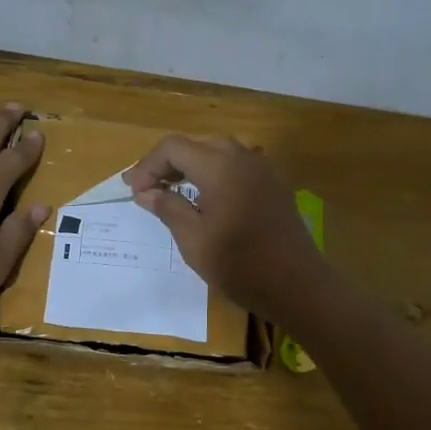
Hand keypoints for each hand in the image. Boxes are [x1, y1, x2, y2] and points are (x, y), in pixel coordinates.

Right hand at [123, 136, 326, 325]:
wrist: (298, 285)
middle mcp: (242, 157)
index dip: (148, 165)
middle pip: (196, 144)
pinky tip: (208, 197)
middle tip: (149, 189)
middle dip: (168, 163)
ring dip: (192, 165)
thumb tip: (145, 192)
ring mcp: (262, 168)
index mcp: (220, 167)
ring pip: (219, 150)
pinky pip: (238, 164)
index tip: (133, 190)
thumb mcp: (194, 241)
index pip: (173, 147)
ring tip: (174, 190)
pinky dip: (215, 171)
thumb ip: (168, 208)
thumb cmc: (240, 265)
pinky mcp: (274, 183)